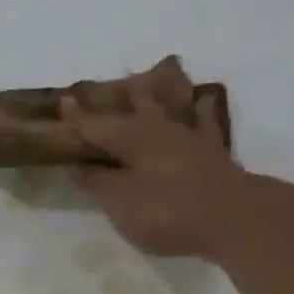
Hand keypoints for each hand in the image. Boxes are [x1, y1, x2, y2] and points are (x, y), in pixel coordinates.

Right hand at [62, 79, 243, 259]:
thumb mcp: (118, 201)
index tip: (62, 102)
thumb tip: (78, 165)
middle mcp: (158, 128)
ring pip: (170, 105)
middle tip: (105, 84)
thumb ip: (97, 181)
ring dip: (160, 91)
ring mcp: (189, 138)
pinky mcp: (213, 153)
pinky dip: (201, 109)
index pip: (94, 125)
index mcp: (130, 137)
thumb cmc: (164, 209)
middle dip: (117, 95)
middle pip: (134, 105)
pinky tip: (202, 99)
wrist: (230, 218)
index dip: (76, 117)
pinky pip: (204, 122)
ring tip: (154, 74)